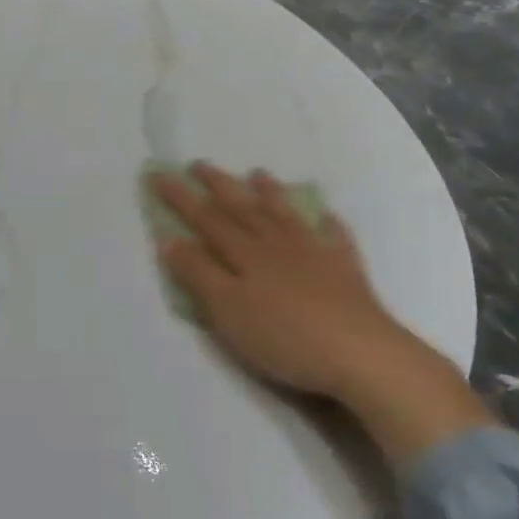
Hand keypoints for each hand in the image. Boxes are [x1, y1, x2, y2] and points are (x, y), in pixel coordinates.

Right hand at [151, 163, 490, 465]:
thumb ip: (198, 274)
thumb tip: (171, 239)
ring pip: (285, 215)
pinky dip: (328, 224)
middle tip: (200, 164)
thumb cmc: (284, 336)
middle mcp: (276, 244)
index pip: (205, 218)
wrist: (360, 354)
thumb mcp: (226, 310)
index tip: (158, 173)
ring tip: (258, 173)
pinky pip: (335, 238)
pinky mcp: (345, 271)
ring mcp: (314, 253)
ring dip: (269, 193)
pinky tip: (327, 216)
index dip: (180, 197)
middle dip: (218, 185)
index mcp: (244, 253)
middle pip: (242, 208)